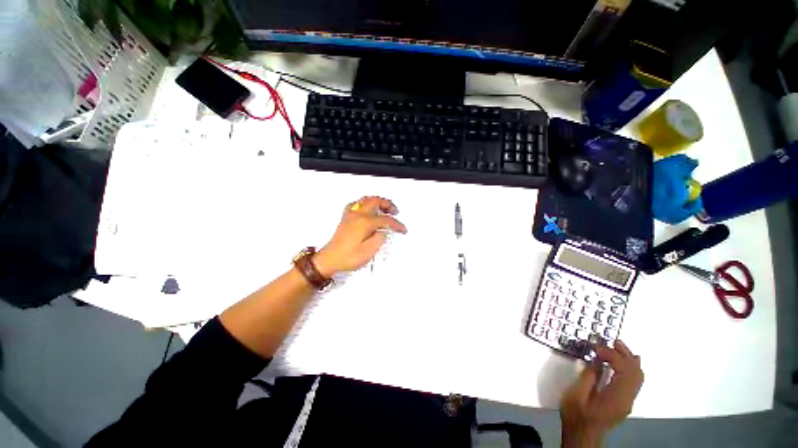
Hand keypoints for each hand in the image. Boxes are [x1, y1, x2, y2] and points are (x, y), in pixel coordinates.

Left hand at [313, 196, 406, 276]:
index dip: (396, 224)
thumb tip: (383, 231)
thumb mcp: (369, 251)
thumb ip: (379, 238)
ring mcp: (350, 215)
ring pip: (365, 200)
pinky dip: (365, 203)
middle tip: (395, 212)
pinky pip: (356, 204)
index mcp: (365, 223)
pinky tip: (367, 210)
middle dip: (388, 204)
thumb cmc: (348, 257)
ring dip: (377, 201)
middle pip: (375, 201)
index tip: (403, 230)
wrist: (329, 260)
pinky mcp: (345, 218)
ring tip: (384, 208)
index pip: (385, 220)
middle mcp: (357, 215)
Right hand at [560, 340, 643, 447]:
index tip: (596, 347)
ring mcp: (628, 401)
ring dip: (629, 360)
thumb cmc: (577, 415)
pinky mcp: (624, 401)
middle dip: (626, 354)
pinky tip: (620, 362)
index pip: (624, 371)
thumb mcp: (576, 394)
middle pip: (636, 373)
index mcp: (616, 397)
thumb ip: (588, 376)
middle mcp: (627, 399)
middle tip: (612, 341)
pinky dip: (629, 367)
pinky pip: (633, 381)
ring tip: (617, 346)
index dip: (612, 355)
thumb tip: (597, 360)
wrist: (582, 435)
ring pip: (638, 377)